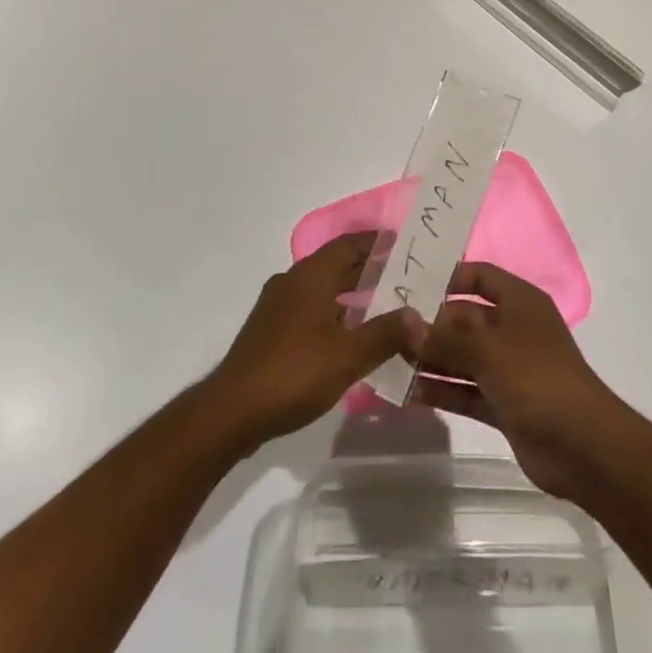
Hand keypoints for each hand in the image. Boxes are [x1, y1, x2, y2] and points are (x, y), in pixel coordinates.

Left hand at [205, 232, 417, 452]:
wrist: (232, 411)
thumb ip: (385, 334)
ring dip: (351, 294)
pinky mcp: (270, 331)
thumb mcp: (348, 355)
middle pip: (335, 265)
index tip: (402, 242)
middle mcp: (292, 282)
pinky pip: (310, 309)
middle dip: (368, 268)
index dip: (375, 242)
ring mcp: (277, 307)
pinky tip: (351, 336)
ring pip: (322, 289)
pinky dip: (334, 313)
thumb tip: (418, 316)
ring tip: (384, 305)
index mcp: (310, 276)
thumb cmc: (294, 372)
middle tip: (403, 276)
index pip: (348, 245)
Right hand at [407, 262, 628, 498]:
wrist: (584, 448)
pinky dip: (442, 390)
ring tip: (388, 360)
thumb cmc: (537, 379)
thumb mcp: (488, 351)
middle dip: (430, 325)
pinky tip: (407, 392)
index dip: (448, 277)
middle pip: (465, 319)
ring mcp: (509, 369)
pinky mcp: (504, 404)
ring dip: (431, 359)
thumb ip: (445, 338)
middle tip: (387, 329)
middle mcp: (513, 329)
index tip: (409, 284)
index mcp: (519, 302)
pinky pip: (466, 390)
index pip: (479, 276)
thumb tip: (405, 324)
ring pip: (462, 357)